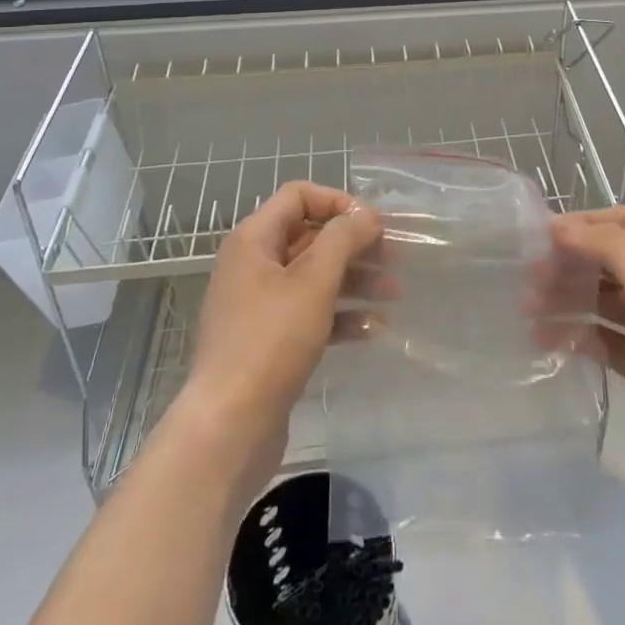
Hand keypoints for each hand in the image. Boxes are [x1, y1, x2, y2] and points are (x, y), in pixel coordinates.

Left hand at [177, 181, 381, 485]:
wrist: (228, 429)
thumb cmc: (271, 341)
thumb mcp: (313, 281)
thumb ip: (343, 238)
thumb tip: (366, 214)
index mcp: (254, 240)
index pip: (299, 196)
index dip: (338, 202)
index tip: (374, 223)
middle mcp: (253, 265)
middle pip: (310, 237)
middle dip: (355, 244)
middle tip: (396, 257)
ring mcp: (259, 306)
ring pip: (314, 277)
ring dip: (355, 279)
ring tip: (395, 293)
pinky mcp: (268, 342)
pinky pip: (310, 314)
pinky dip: (341, 315)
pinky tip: (373, 329)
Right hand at [549, 206, 624, 497]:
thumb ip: (607, 246)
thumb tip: (560, 227)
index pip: (620, 224)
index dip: (582, 225)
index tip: (541, 236)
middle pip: (605, 261)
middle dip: (568, 264)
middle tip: (529, 277)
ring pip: (599, 299)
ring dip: (565, 299)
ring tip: (528, 309)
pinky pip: (600, 337)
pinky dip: (574, 334)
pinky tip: (546, 339)